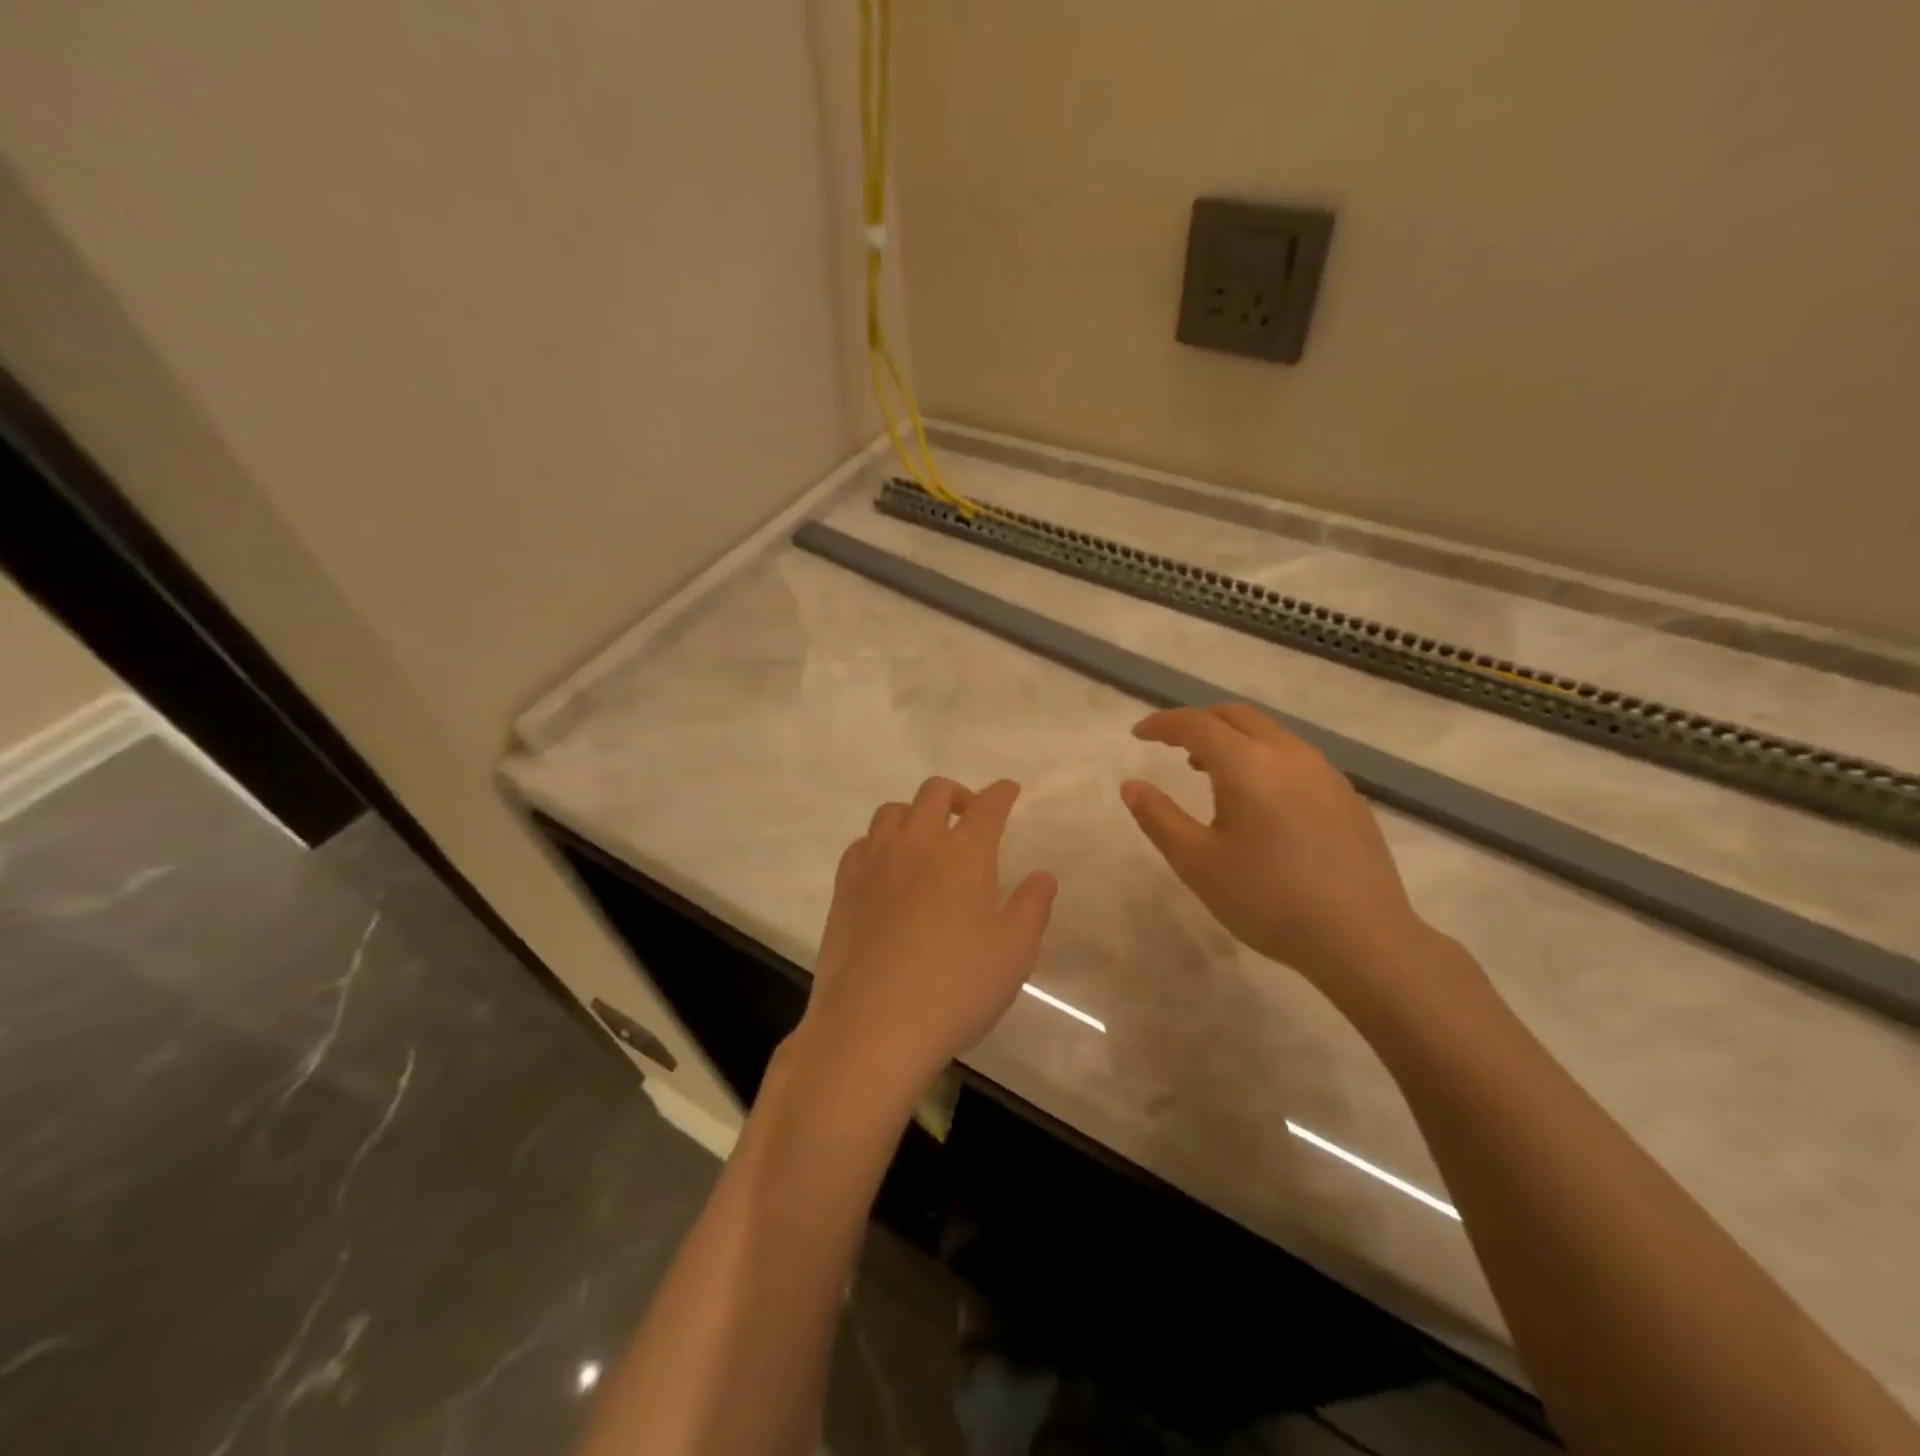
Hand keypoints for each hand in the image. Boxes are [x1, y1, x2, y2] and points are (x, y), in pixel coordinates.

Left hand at [795, 777, 1057, 1099]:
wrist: (872, 1025)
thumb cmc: (955, 988)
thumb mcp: (1013, 953)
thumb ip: (1032, 907)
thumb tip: (1043, 877)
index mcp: (963, 853)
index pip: (988, 805)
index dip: (1002, 793)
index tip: (1008, 792)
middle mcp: (917, 843)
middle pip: (934, 792)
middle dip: (958, 794)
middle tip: (969, 816)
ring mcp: (875, 862)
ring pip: (893, 812)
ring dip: (915, 814)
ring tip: (926, 841)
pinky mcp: (844, 886)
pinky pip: (863, 844)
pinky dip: (881, 842)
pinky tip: (887, 869)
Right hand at [1120, 704, 1434, 989]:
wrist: (1363, 938)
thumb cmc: (1267, 899)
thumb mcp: (1197, 863)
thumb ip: (1158, 817)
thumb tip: (1131, 785)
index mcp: (1247, 764)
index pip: (1196, 724)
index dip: (1163, 724)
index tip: (1139, 735)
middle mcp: (1289, 754)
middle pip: (1237, 716)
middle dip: (1199, 722)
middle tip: (1172, 744)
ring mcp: (1325, 773)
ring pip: (1270, 734)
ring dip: (1233, 739)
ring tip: (1209, 771)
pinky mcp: (1347, 796)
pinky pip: (1295, 758)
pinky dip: (1263, 758)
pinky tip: (1260, 801)